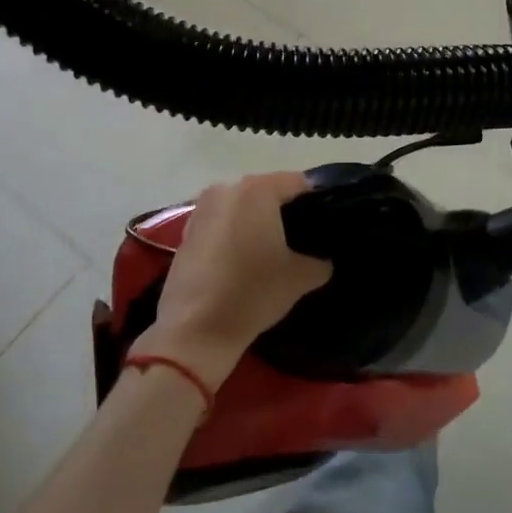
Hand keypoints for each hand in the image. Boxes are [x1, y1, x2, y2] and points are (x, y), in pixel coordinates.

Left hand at [138, 171, 331, 388]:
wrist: (194, 329)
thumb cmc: (252, 292)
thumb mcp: (300, 278)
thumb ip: (320, 261)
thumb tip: (322, 260)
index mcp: (258, 190)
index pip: (299, 183)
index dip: (317, 202)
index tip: (325, 226)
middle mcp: (227, 188)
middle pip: (268, 191)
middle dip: (285, 212)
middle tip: (302, 240)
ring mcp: (202, 208)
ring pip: (242, 207)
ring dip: (258, 223)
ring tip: (273, 252)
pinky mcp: (186, 231)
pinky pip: (222, 223)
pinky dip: (235, 235)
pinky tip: (244, 261)